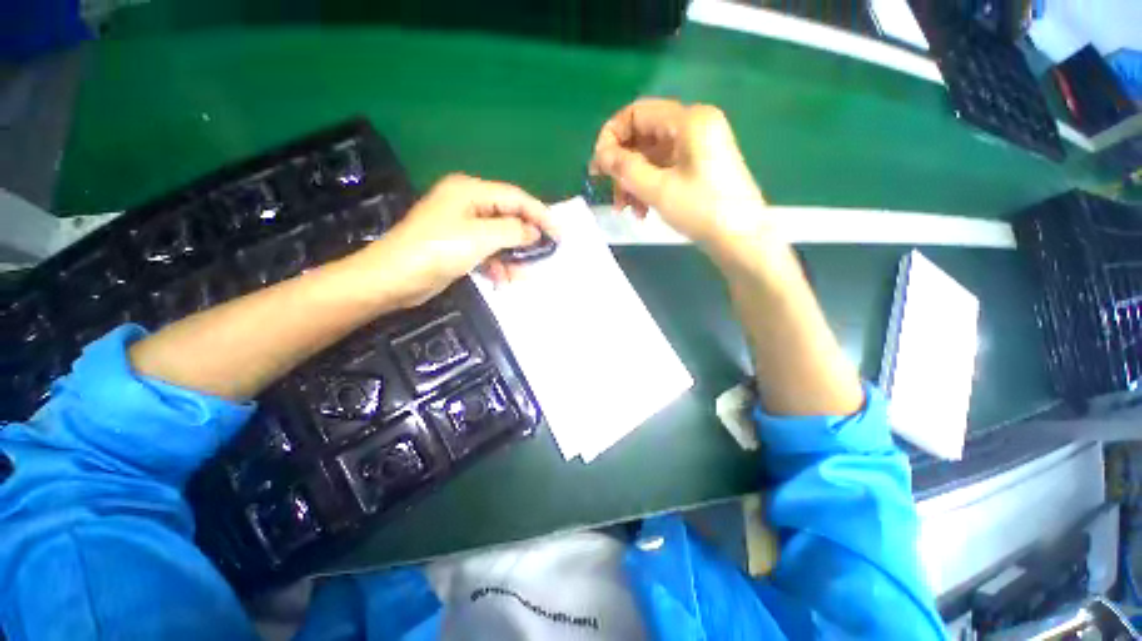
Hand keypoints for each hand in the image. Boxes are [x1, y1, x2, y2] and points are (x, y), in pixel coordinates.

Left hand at [349, 174, 554, 307]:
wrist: (394, 278)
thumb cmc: (437, 250)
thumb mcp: (480, 237)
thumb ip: (513, 231)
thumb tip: (535, 232)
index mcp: (470, 191)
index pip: (515, 197)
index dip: (540, 214)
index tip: (560, 233)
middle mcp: (467, 203)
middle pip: (508, 217)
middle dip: (527, 237)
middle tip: (547, 253)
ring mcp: (462, 226)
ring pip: (499, 238)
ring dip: (512, 256)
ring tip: (525, 275)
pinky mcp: (458, 246)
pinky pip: (487, 251)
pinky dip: (497, 265)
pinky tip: (503, 281)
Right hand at [590, 98, 767, 251]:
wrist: (741, 239)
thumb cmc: (702, 210)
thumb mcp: (658, 189)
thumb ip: (625, 168)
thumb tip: (600, 155)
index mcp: (688, 120)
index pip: (637, 112)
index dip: (611, 137)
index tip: (598, 167)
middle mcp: (694, 126)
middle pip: (643, 136)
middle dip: (622, 166)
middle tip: (611, 194)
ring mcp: (698, 147)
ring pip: (651, 156)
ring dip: (633, 181)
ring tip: (627, 210)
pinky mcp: (698, 166)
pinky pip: (664, 169)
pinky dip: (649, 186)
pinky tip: (642, 211)